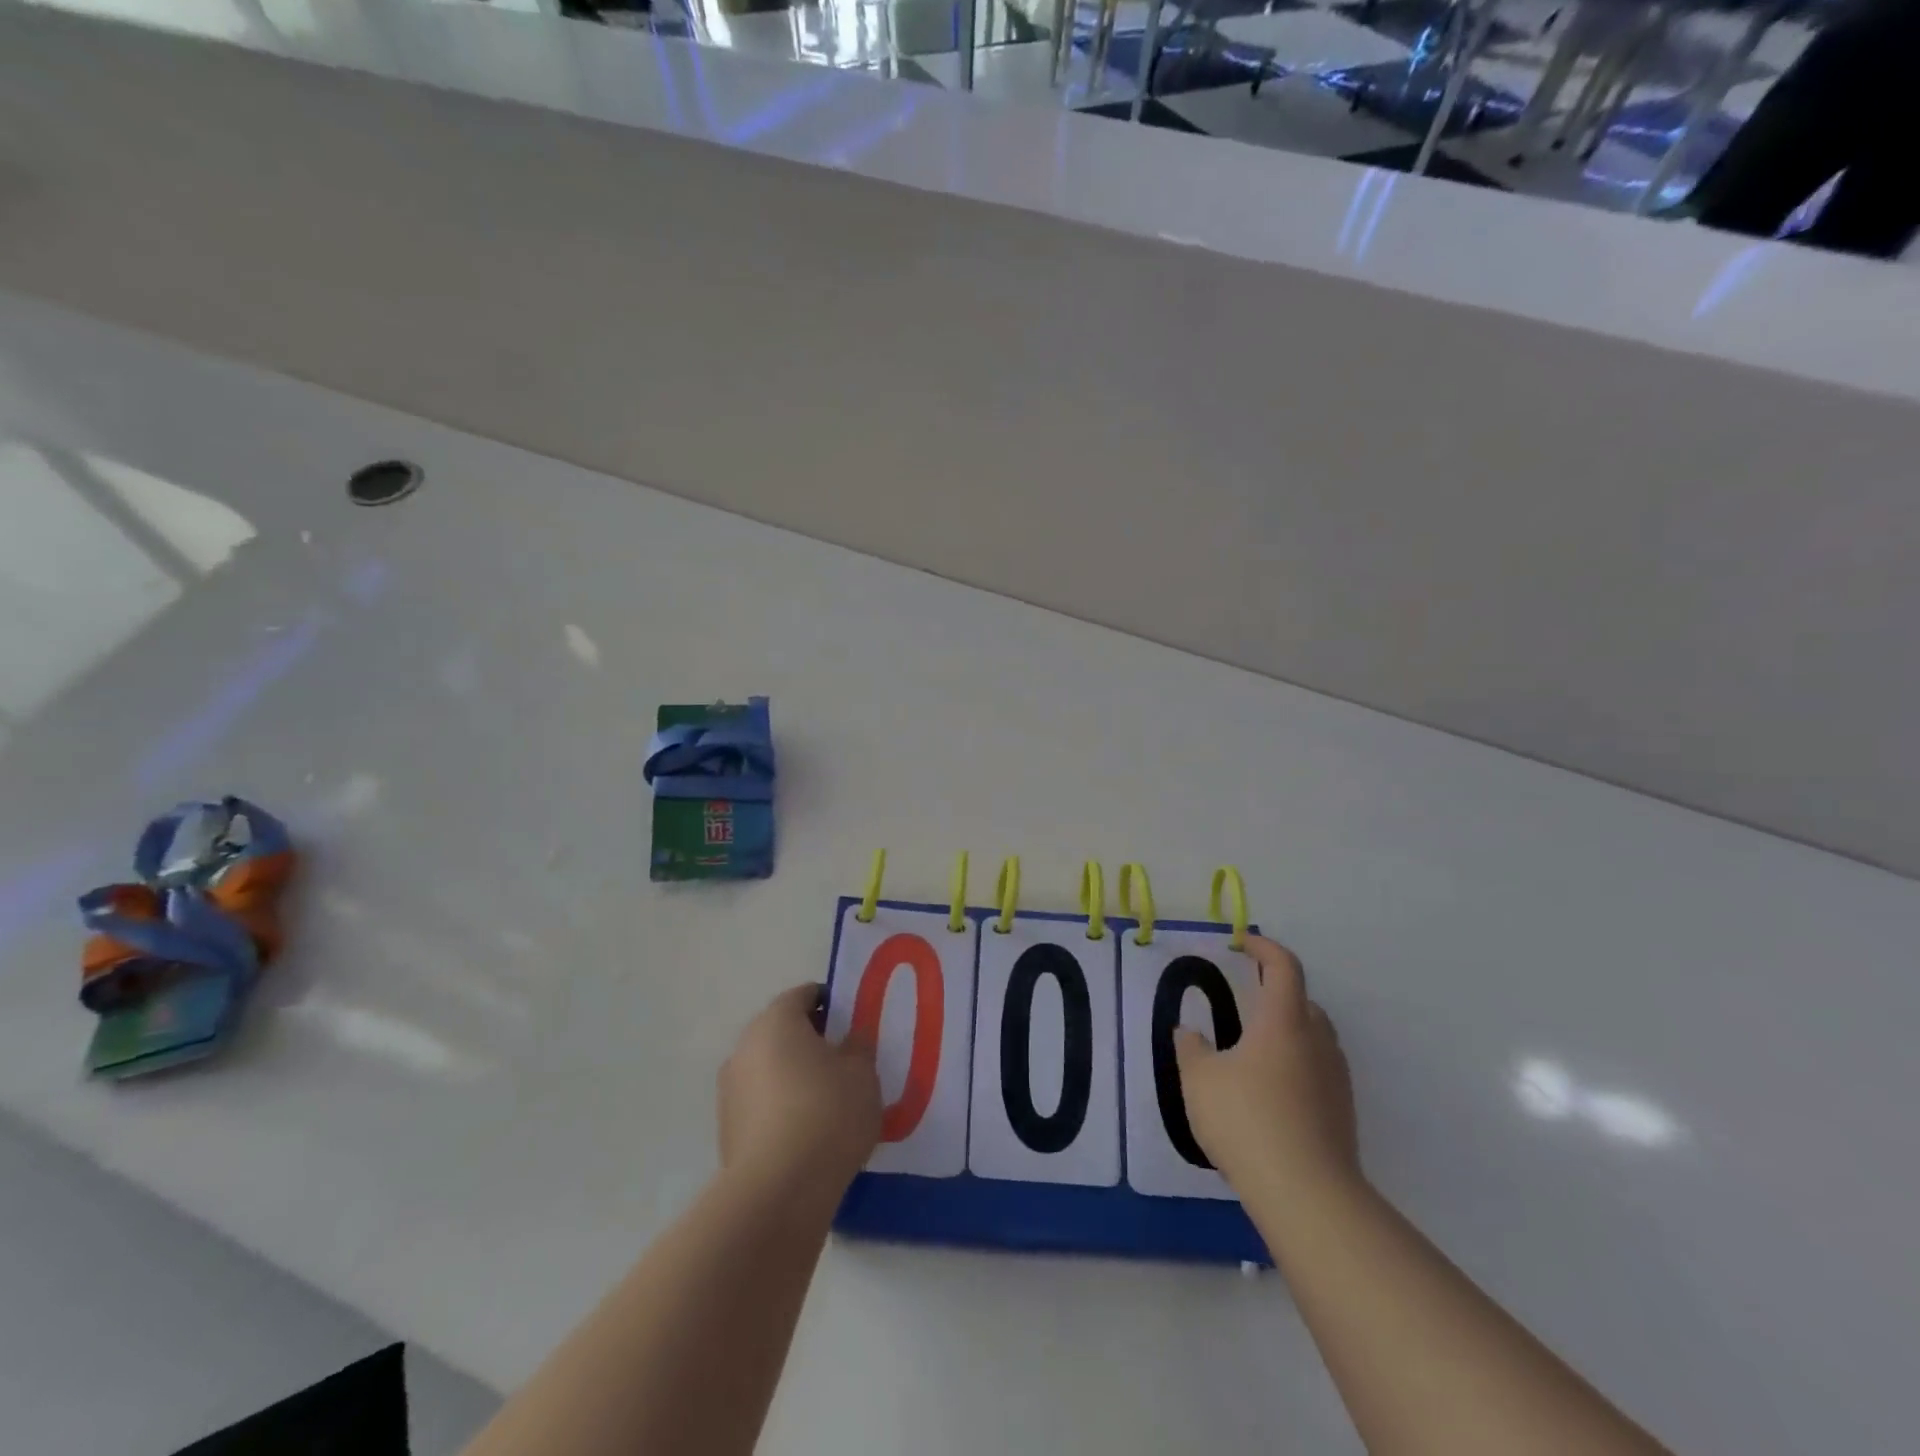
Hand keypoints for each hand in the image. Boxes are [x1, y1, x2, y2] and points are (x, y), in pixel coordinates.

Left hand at [718, 983, 881, 1202]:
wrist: (778, 1192)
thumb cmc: (827, 1114)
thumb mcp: (862, 1073)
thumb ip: (858, 1047)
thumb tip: (848, 1041)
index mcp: (776, 1021)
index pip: (804, 995)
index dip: (831, 1004)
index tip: (853, 1025)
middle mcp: (745, 1046)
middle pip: (783, 1031)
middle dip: (812, 1040)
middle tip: (845, 1061)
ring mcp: (730, 1089)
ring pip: (770, 1068)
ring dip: (794, 1076)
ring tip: (828, 1101)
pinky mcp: (727, 1129)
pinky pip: (761, 1103)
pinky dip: (782, 1107)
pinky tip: (807, 1132)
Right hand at [1174, 935, 1360, 1200]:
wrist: (1307, 1195)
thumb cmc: (1247, 1121)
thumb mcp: (1200, 1080)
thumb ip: (1191, 1050)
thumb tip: (1189, 1033)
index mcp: (1284, 1022)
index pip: (1283, 968)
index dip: (1264, 947)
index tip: (1243, 943)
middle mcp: (1316, 1042)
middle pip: (1304, 1002)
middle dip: (1276, 993)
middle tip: (1246, 1001)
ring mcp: (1335, 1079)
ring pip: (1314, 1038)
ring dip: (1289, 1031)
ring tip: (1255, 1050)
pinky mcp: (1342, 1113)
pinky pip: (1318, 1072)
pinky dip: (1296, 1066)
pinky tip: (1270, 1092)